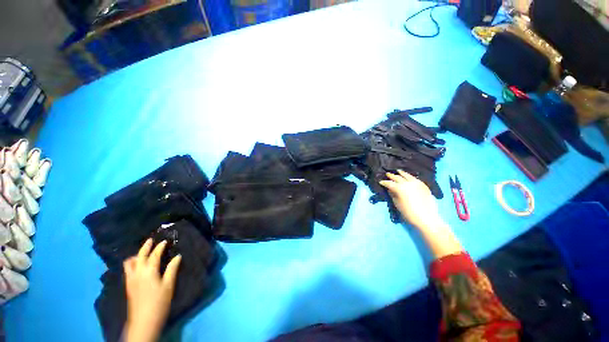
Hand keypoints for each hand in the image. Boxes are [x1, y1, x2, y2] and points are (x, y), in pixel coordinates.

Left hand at [124, 239, 181, 341]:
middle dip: (145, 247)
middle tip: (151, 240)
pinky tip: (137, 265)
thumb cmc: (159, 301)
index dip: (159, 247)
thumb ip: (172, 269)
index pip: (154, 255)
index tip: (165, 241)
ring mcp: (130, 279)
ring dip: (136, 255)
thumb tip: (177, 256)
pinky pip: (128, 269)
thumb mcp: (169, 285)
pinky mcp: (128, 285)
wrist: (144, 320)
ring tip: (142, 253)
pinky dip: (132, 263)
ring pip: (129, 263)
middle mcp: (137, 272)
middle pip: (139, 256)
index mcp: (149, 271)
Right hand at [379, 170, 441, 230]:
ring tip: (398, 171)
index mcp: (399, 188)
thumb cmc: (409, 213)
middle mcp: (407, 183)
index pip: (389, 183)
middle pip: (397, 178)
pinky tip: (408, 177)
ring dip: (401, 173)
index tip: (380, 182)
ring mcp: (416, 183)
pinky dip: (410, 176)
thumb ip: (393, 194)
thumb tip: (390, 189)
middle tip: (387, 174)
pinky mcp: (423, 185)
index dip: (384, 182)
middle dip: (391, 176)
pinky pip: (415, 178)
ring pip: (407, 175)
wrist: (426, 218)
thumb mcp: (397, 204)